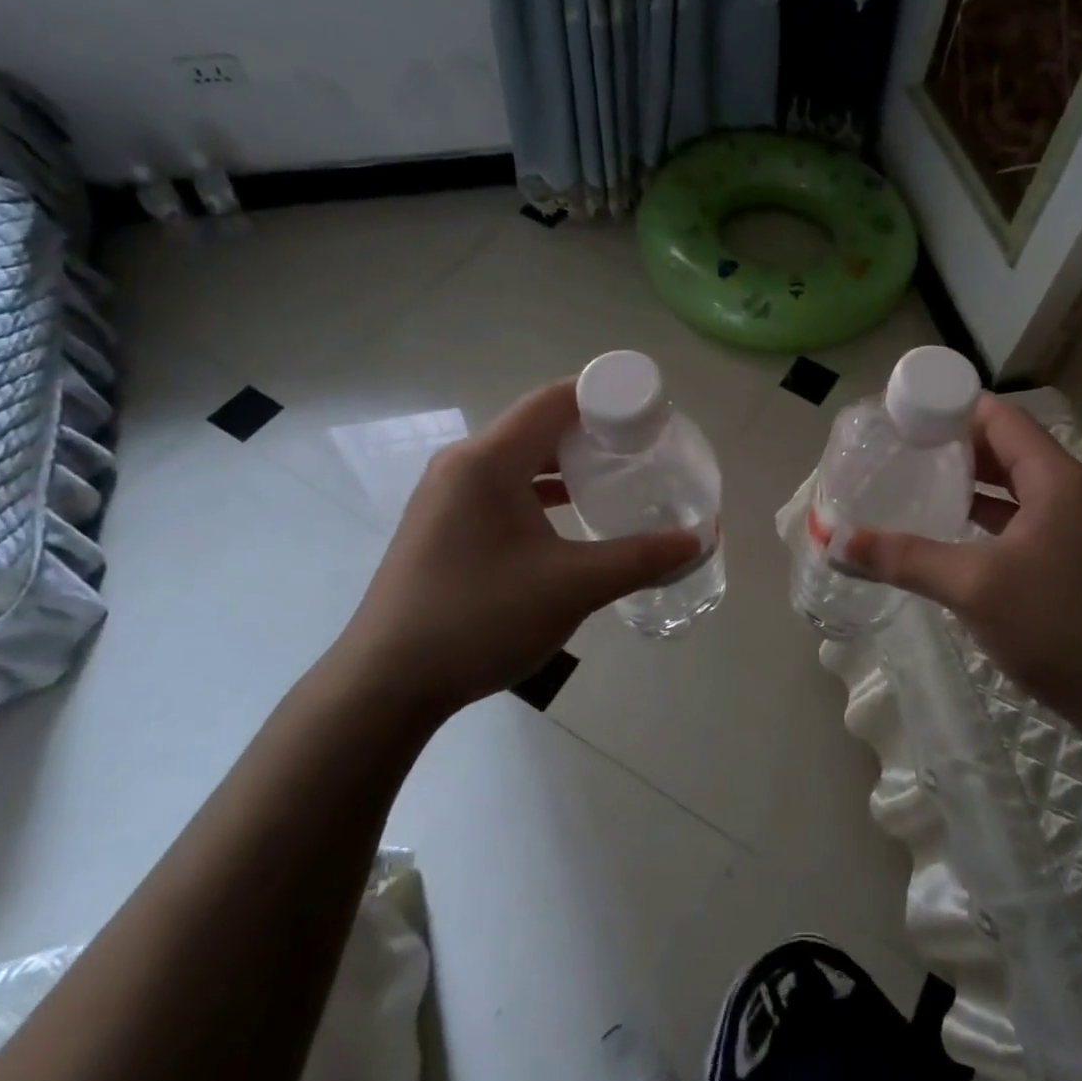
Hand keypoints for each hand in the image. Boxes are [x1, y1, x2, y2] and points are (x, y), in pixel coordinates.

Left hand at [334, 380, 699, 726]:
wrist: (385, 685)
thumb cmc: (480, 619)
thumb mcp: (572, 587)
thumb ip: (639, 558)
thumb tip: (696, 541)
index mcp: (488, 461)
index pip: (554, 400)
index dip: (605, 395)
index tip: (650, 411)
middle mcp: (463, 464)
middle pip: (537, 424)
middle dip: (592, 428)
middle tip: (643, 445)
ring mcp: (447, 494)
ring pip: (519, 457)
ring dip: (566, 460)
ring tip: (615, 473)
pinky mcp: (443, 523)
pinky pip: (501, 485)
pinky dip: (540, 488)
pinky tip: (569, 511)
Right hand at [843, 395, 1081, 723]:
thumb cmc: (1055, 625)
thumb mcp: (973, 586)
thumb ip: (905, 558)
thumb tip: (839, 543)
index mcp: (1056, 479)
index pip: (1001, 418)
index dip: (952, 409)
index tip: (904, 417)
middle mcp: (1069, 491)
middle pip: (1006, 447)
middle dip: (954, 444)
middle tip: (901, 448)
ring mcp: (1074, 526)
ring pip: (1013, 484)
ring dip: (969, 480)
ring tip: (916, 479)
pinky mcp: (1070, 556)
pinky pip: (1020, 516)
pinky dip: (985, 513)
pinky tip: (950, 526)